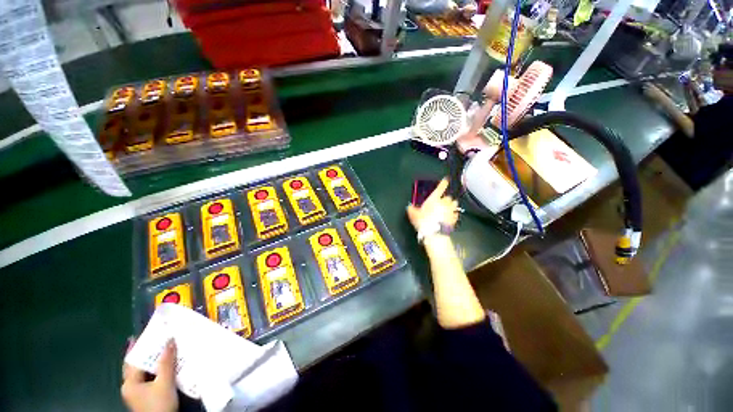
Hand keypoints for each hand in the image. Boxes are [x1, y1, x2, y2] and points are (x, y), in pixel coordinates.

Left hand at [121, 340, 178, 411]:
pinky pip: (150, 379)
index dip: (137, 347)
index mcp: (129, 383)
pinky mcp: (146, 397)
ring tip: (165, 349)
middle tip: (158, 339)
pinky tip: (167, 366)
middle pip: (137, 366)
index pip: (132, 360)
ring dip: (154, 362)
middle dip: (146, 353)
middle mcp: (130, 387)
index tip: (140, 334)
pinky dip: (157, 370)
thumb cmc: (160, 405)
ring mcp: (137, 393)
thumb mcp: (165, 383)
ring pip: (145, 373)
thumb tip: (169, 340)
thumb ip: (166, 362)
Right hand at [407, 178, 458, 231]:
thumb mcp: (413, 215)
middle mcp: (444, 203)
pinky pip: (455, 214)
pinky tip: (450, 217)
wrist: (435, 233)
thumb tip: (409, 207)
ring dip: (452, 204)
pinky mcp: (454, 218)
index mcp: (434, 199)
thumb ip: (411, 210)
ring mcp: (450, 211)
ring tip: (448, 207)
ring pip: (454, 203)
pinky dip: (453, 214)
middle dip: (446, 198)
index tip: (446, 179)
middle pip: (448, 197)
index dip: (443, 183)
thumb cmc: (424, 221)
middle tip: (442, 201)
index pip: (440, 188)